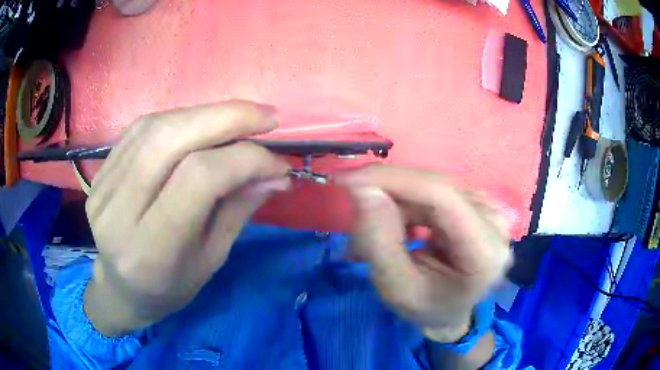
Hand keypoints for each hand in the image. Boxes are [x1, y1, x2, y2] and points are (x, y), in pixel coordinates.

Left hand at [84, 101, 289, 335]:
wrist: (119, 288)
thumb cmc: (169, 287)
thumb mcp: (210, 259)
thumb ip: (237, 209)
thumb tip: (275, 172)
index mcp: (151, 250)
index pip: (199, 179)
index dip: (245, 159)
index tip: (278, 163)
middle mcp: (120, 212)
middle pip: (169, 139)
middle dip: (226, 117)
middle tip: (267, 116)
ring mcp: (104, 188)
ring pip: (154, 127)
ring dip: (204, 114)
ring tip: (239, 117)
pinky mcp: (100, 173)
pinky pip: (139, 129)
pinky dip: (178, 118)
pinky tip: (199, 123)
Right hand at [337, 165, 510, 341]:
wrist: (451, 311)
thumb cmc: (427, 308)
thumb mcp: (396, 289)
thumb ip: (379, 243)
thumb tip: (363, 189)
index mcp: (485, 251)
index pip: (441, 196)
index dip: (393, 180)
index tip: (347, 180)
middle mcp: (495, 221)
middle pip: (435, 186)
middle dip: (387, 192)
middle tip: (354, 213)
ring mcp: (489, 208)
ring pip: (430, 185)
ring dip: (394, 200)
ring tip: (373, 232)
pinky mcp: (477, 202)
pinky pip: (434, 189)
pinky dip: (406, 202)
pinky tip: (396, 225)